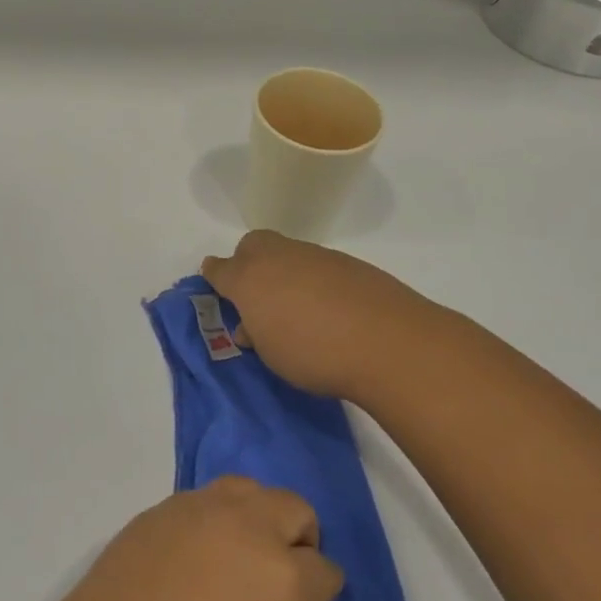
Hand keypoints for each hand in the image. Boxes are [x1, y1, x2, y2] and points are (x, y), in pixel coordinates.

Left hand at [32, 478, 341, 600]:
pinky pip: (205, 498)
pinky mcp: (164, 505)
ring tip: (238, 554)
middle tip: (280, 575)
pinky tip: (194, 554)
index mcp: (285, 578)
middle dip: (301, 539)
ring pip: (250, 489)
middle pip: (295, 508)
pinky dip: (215, 518)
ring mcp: (202, 508)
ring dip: (258, 516)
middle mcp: (249, 527)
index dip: (323, 593)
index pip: (327, 570)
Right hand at [200, 230, 453, 403]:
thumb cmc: (314, 354)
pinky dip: (315, 280)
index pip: (220, 269)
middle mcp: (278, 258)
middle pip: (252, 245)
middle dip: (248, 262)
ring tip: (297, 308)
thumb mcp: (272, 354)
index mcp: (249, 279)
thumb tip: (255, 324)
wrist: (387, 341)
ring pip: (288, 253)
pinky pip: (318, 265)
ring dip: (284, 272)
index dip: (214, 275)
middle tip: (257, 294)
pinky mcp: (347, 262)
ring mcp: (315, 255)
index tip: (213, 280)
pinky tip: (330, 307)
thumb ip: (257, 333)